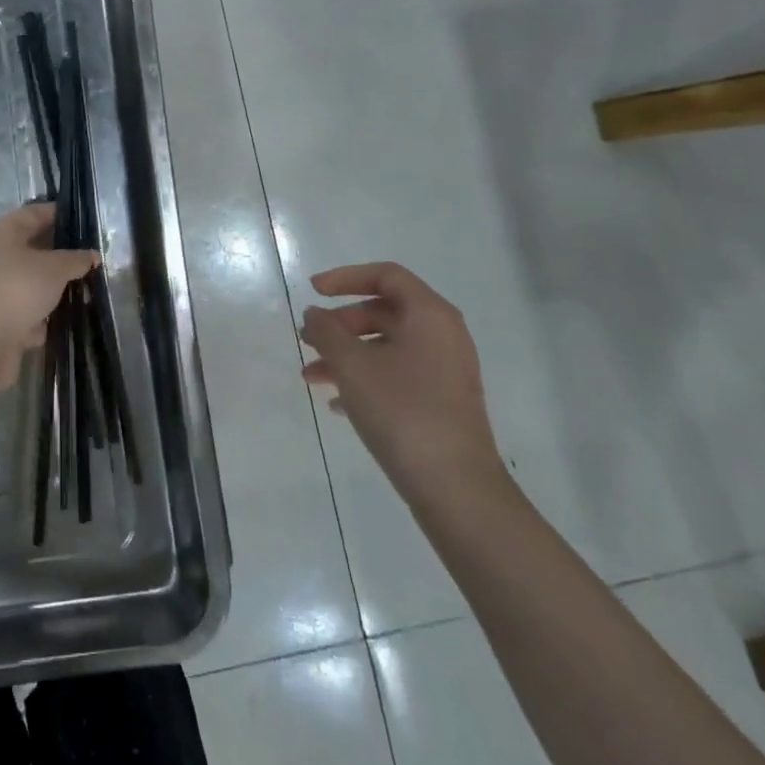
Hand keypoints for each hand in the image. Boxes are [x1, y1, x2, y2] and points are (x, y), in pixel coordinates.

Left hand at [0, 204, 98, 394]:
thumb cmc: (18, 287)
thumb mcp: (54, 267)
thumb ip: (76, 259)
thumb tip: (92, 255)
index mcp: (7, 232)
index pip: (36, 212)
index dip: (61, 213)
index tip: (88, 221)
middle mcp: (2, 256)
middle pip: (37, 247)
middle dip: (65, 252)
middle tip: (96, 255)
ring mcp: (4, 288)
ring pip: (38, 279)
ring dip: (61, 284)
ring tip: (93, 284)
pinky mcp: (9, 317)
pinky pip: (37, 308)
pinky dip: (53, 311)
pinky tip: (77, 312)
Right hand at [300, 263, 504, 504]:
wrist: (456, 489)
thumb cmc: (402, 411)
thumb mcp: (352, 365)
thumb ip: (327, 331)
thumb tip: (315, 314)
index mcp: (429, 315)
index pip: (386, 275)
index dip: (345, 278)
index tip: (313, 291)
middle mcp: (442, 335)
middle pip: (383, 311)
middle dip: (340, 324)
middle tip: (308, 340)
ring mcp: (445, 370)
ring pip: (386, 346)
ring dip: (346, 355)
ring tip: (311, 377)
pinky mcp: (441, 401)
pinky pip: (397, 373)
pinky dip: (365, 378)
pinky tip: (337, 403)